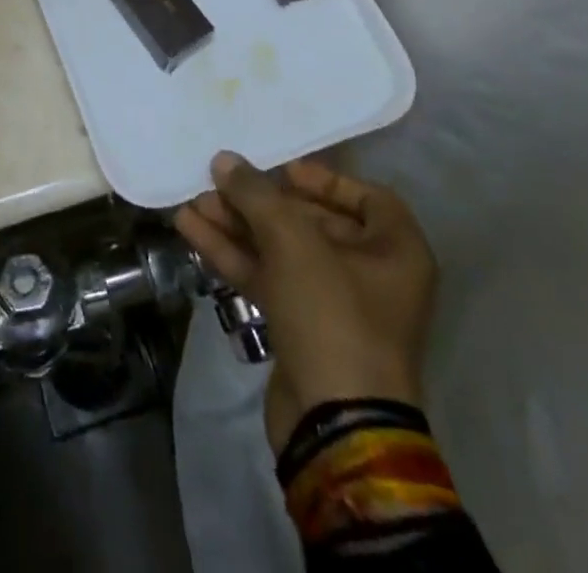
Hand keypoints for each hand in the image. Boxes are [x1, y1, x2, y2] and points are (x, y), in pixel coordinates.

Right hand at [176, 152, 436, 451]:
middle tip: (218, 182)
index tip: (281, 170)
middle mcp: (372, 276)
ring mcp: (335, 307)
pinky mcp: (302, 330)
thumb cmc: (332, 316)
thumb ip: (256, 195)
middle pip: (312, 221)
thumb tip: (225, 160)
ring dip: (238, 225)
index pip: (368, 197)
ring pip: (281, 250)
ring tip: (193, 202)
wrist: (334, 427)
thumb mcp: (293, 242)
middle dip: (260, 202)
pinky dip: (233, 254)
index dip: (324, 179)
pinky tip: (192, 231)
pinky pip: (267, 278)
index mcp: (395, 252)